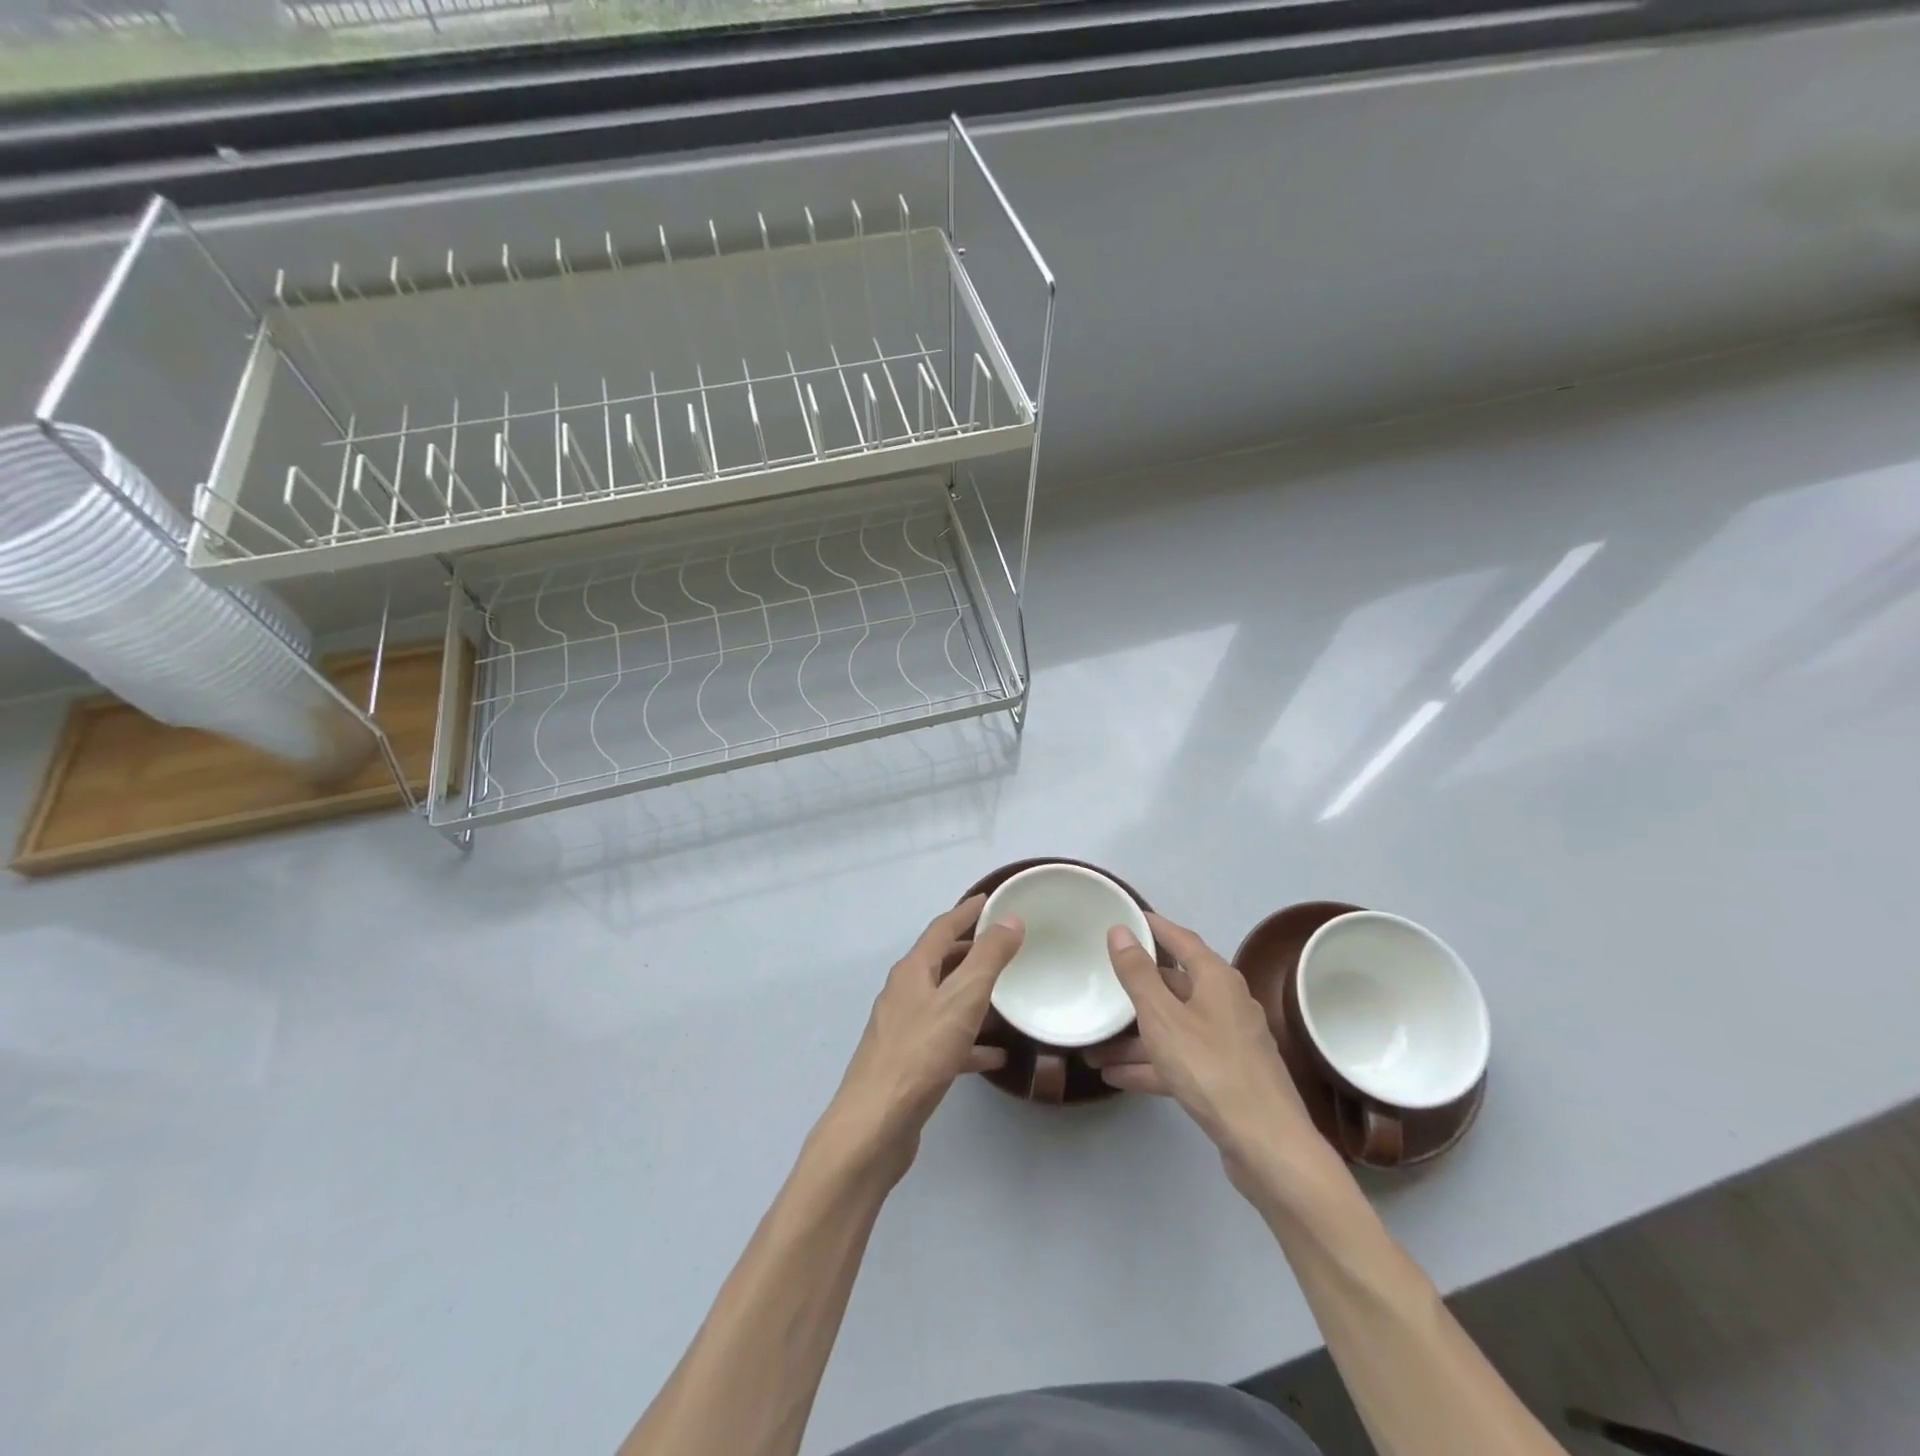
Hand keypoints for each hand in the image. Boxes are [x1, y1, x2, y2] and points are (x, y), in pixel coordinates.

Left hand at [823, 895, 1023, 1181]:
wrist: (875, 1126)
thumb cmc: (920, 1054)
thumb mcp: (962, 999)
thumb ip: (988, 958)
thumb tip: (1009, 919)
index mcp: (912, 971)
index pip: (942, 928)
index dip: (967, 912)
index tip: (991, 899)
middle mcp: (904, 993)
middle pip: (940, 962)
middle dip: (971, 950)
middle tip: (1005, 944)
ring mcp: (904, 1029)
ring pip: (944, 1001)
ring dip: (972, 994)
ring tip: (1007, 994)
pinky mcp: (910, 1063)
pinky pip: (946, 1040)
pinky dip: (970, 1040)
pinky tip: (997, 1055)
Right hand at [1087, 914, 1345, 1204]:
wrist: (1267, 1146)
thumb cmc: (1211, 1068)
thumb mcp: (1163, 1017)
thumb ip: (1138, 974)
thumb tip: (1120, 930)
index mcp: (1216, 979)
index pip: (1181, 940)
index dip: (1154, 927)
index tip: (1126, 919)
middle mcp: (1225, 1004)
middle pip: (1174, 986)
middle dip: (1135, 992)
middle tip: (1101, 985)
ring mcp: (1227, 1043)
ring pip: (1173, 1028)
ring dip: (1135, 1039)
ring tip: (1094, 1048)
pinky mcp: (1225, 1078)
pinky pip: (1179, 1060)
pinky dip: (1151, 1065)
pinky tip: (1116, 1076)